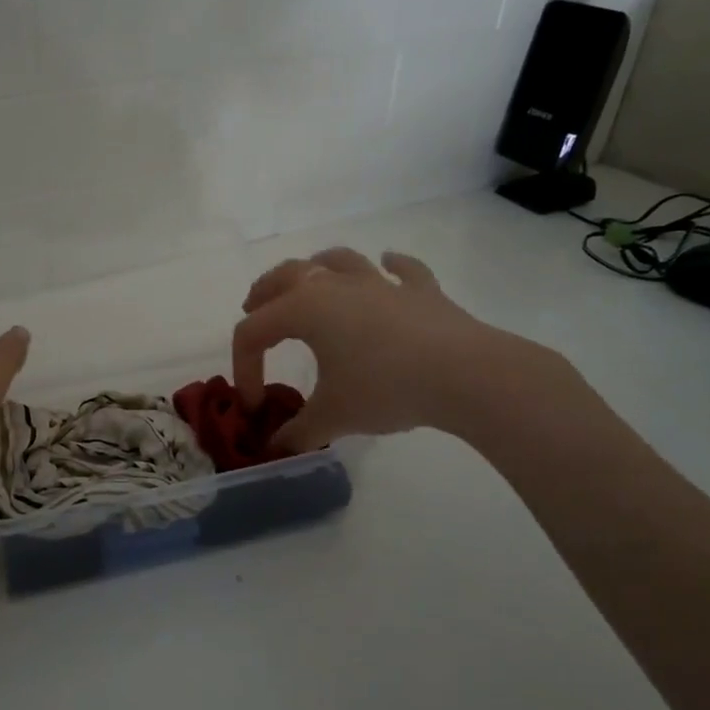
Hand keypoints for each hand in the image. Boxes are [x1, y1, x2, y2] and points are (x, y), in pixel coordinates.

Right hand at [233, 247, 571, 450]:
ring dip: (317, 266)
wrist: (465, 374)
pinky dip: (392, 266)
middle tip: (254, 308)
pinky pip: (402, 270)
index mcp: (304, 309)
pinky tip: (389, 265)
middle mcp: (335, 285)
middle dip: (263, 292)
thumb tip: (274, 450)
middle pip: (285, 276)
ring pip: (337, 260)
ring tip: (311, 279)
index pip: (253, 332)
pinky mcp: (421, 291)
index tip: (256, 406)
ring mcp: (381, 283)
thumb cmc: (385, 388)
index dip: (244, 368)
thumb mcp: (333, 417)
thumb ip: (297, 433)